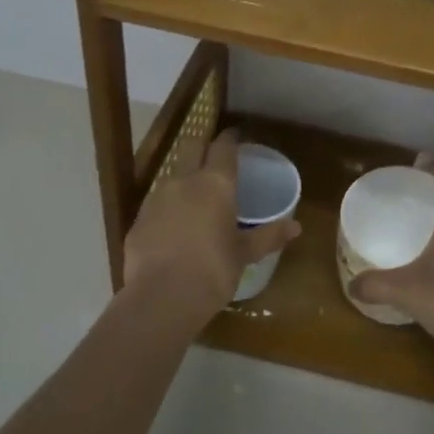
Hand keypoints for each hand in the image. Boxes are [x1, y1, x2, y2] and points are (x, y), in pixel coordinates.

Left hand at [122, 129, 300, 327]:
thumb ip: (268, 236)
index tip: (235, 135)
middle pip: (191, 147)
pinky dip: (167, 208)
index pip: (223, 147)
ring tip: (195, 195)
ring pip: (172, 175)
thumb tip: (296, 227)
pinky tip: (173, 227)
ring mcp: (156, 199)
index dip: (230, 138)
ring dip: (184, 178)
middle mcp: (184, 181)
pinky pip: (156, 204)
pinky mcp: (138, 220)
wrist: (160, 299)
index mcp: (215, 183)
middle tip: (213, 154)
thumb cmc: (212, 271)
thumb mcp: (244, 254)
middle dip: (202, 145)